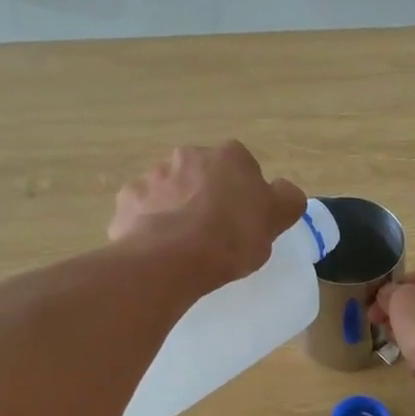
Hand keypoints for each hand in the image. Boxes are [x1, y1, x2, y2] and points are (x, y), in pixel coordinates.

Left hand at [109, 143, 306, 293]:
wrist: (171, 259)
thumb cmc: (231, 238)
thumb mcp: (276, 220)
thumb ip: (286, 199)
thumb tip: (284, 191)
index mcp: (229, 157)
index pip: (243, 168)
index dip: (245, 194)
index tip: (244, 221)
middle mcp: (188, 156)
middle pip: (203, 175)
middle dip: (207, 196)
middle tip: (215, 233)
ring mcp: (154, 176)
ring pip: (171, 191)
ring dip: (177, 208)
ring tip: (184, 246)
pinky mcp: (128, 200)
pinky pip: (143, 210)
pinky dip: (149, 224)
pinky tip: (158, 249)